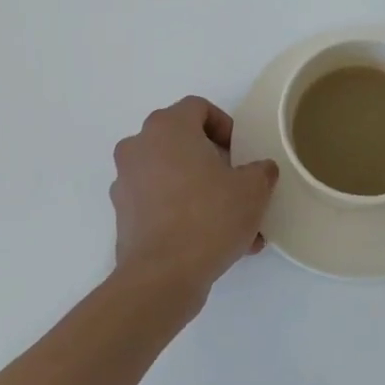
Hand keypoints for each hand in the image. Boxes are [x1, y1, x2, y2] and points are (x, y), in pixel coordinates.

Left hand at [110, 96, 277, 300]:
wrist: (162, 276)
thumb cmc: (209, 217)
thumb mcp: (253, 189)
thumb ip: (261, 170)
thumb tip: (260, 170)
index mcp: (167, 128)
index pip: (198, 108)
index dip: (225, 126)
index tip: (241, 154)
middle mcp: (139, 147)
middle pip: (183, 142)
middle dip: (215, 162)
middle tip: (239, 185)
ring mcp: (126, 181)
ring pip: (173, 176)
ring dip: (203, 192)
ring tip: (235, 224)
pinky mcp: (124, 215)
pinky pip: (161, 203)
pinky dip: (185, 213)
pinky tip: (215, 242)